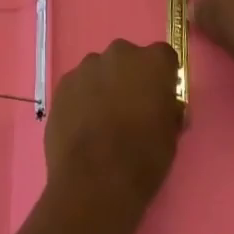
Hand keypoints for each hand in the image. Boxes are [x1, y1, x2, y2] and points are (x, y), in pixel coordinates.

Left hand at [45, 40, 183, 208]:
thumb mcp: (171, 135)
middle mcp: (119, 53)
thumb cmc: (143, 159)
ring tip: (102, 121)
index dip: (162, 78)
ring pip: (100, 70)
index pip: (164, 57)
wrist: (94, 180)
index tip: (160, 98)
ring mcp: (87, 67)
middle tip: (130, 109)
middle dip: (130, 77)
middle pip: (128, 59)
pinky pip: (79, 85)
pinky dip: (82, 98)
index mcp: (153, 62)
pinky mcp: (63, 83)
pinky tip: (83, 125)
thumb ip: (167, 109)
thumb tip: (162, 106)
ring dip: (104, 86)